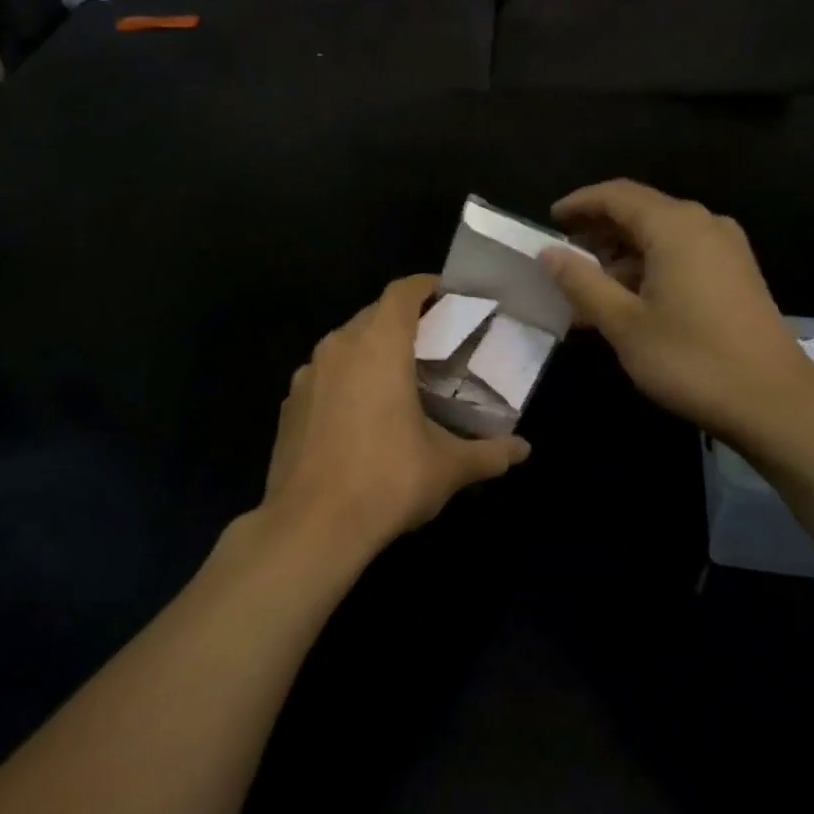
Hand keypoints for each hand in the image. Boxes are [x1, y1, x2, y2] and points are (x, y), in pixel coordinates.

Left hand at [260, 275, 530, 564]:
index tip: (449, 295)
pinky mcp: (289, 405)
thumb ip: (489, 453)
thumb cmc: (387, 480)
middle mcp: (338, 348)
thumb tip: (524, 450)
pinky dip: (346, 381)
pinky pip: (324, 377)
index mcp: (378, 346)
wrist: (310, 527)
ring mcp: (306, 376)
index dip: (427, 286)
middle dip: (404, 321)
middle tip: (435, 343)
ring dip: (372, 351)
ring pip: (345, 346)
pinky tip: (361, 416)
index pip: (402, 292)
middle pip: (373, 315)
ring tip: (400, 379)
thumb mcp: (447, 468)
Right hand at [543, 180, 813, 444]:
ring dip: (622, 254)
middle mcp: (704, 224)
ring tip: (589, 288)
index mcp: (675, 226)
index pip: (616, 195)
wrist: (774, 402)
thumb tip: (548, 253)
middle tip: (564, 258)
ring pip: (661, 235)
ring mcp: (726, 249)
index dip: (579, 203)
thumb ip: (582, 282)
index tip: (550, 220)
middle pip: (640, 211)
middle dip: (599, 231)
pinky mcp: (736, 274)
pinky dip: (649, 267)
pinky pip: (682, 254)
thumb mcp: (624, 324)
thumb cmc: (691, 359)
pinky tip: (629, 301)